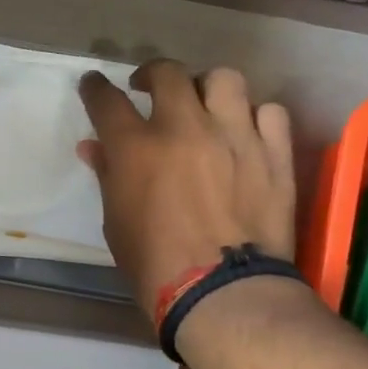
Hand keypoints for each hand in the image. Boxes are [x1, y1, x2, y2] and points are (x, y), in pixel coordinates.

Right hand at [78, 61, 296, 316]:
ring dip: (207, 87)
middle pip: (167, 74)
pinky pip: (269, 113)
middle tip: (149, 89)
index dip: (96, 88)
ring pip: (224, 80)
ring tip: (204, 105)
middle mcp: (185, 129)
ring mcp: (235, 137)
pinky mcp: (273, 154)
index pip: (107, 100)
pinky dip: (254, 117)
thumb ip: (108, 176)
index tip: (94, 85)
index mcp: (137, 148)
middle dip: (152, 74)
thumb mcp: (116, 222)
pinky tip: (246, 133)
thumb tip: (93, 147)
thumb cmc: (155, 264)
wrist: (223, 294)